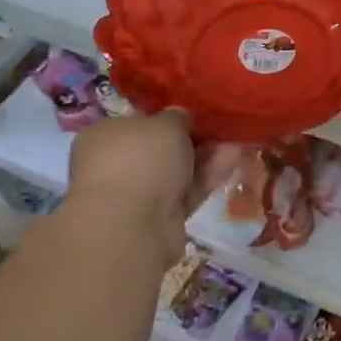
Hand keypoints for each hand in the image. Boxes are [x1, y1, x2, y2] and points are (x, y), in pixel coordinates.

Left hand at [67, 111, 239, 252]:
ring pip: (176, 172)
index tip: (194, 116)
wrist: (132, 225)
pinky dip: (207, 178)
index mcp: (105, 137)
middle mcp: (115, 166)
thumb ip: (176, 117)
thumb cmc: (141, 159)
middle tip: (220, 130)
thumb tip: (178, 117)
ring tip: (236, 144)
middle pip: (160, 150)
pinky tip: (233, 161)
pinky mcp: (158, 219)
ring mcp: (136, 195)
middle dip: (192, 140)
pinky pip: (186, 192)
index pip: (138, 123)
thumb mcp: (166, 124)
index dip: (166, 119)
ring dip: (205, 158)